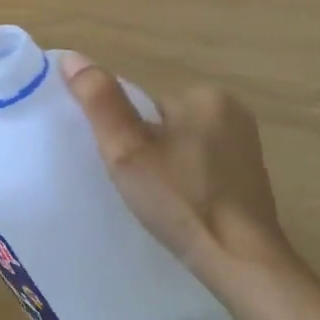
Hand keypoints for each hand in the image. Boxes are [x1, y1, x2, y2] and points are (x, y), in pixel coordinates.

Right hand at [60, 54, 293, 278]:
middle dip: (142, 146)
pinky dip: (183, 179)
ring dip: (161, 163)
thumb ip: (99, 102)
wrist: (240, 261)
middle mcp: (232, 112)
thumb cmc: (180, 200)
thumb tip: (70, 57)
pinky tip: (177, 204)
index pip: (141, 102)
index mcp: (204, 96)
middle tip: (133, 182)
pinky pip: (198, 164)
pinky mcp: (249, 175)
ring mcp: (245, 145)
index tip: (118, 161)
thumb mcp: (127, 149)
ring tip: (154, 197)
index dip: (121, 130)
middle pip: (160, 121)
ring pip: (178, 144)